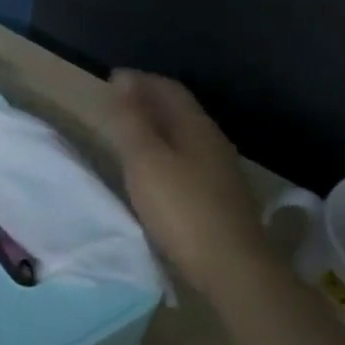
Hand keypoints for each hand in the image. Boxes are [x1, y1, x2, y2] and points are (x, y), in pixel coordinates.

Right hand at [106, 69, 270, 301]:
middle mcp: (213, 142)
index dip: (141, 81)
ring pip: (185, 137)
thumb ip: (132, 121)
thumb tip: (123, 80)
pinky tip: (156, 171)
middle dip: (149, 101)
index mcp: (196, 127)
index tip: (113, 79)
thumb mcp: (146, 162)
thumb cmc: (182, 209)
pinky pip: (188, 161)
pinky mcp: (220, 198)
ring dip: (158, 129)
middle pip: (180, 111)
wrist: (231, 265)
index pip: (169, 90)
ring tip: (131, 135)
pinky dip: (167, 153)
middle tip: (118, 104)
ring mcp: (220, 172)